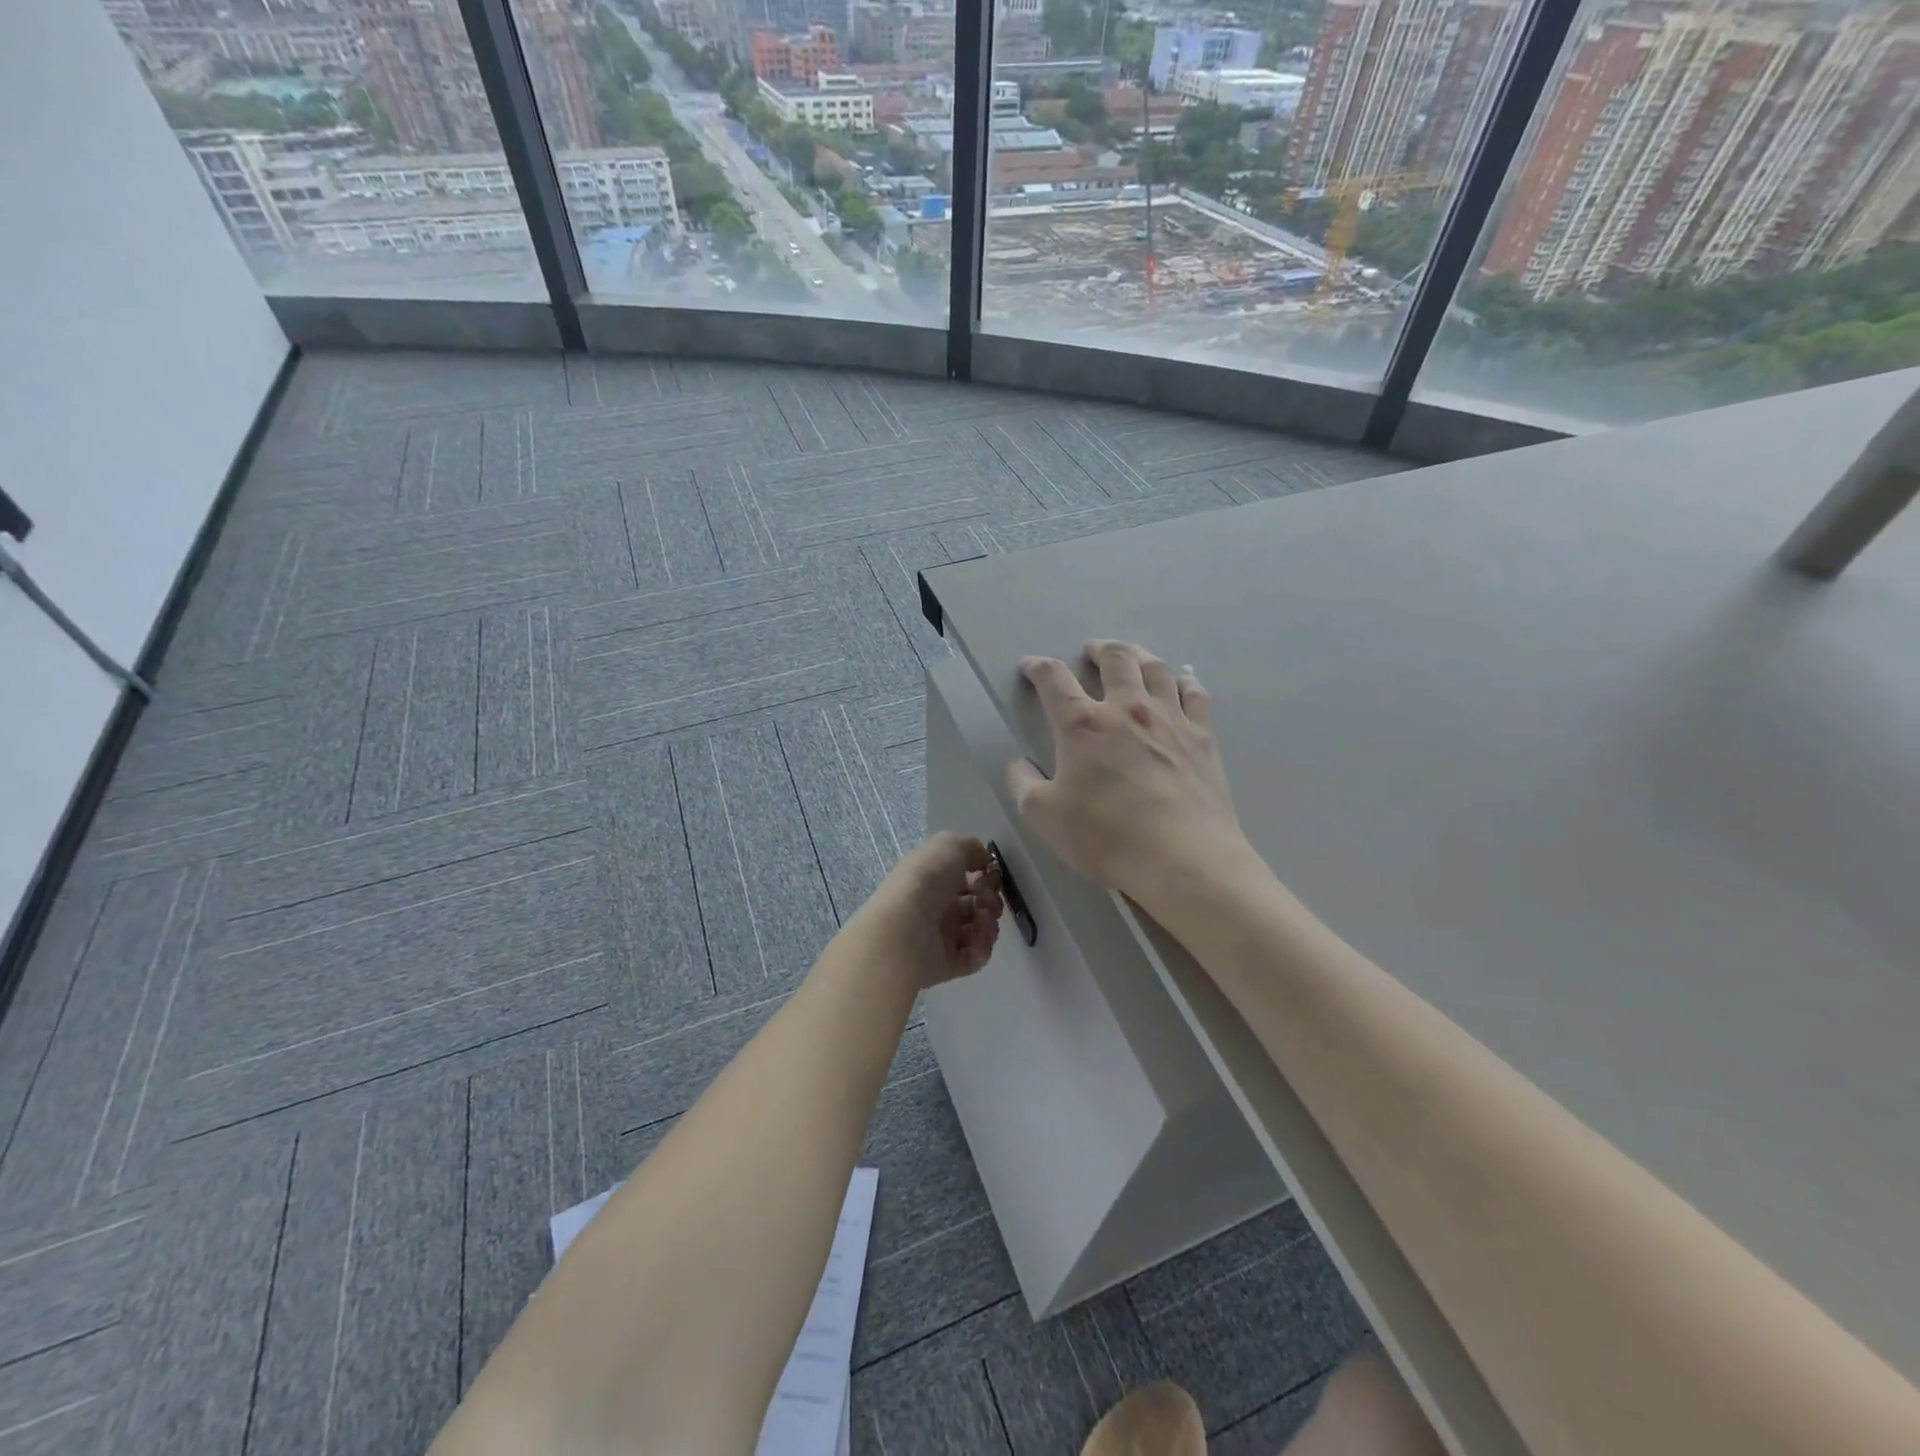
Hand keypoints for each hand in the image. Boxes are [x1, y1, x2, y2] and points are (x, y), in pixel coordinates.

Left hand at [857, 832, 1004, 987]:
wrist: (904, 930)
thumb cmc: (926, 881)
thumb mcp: (948, 845)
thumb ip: (970, 847)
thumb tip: (983, 859)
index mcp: (933, 878)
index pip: (966, 877)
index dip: (984, 876)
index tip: (991, 876)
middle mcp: (936, 906)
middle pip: (976, 904)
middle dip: (990, 901)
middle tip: (986, 903)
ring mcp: (940, 937)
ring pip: (978, 930)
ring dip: (988, 925)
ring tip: (981, 923)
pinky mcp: (946, 964)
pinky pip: (973, 957)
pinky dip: (981, 949)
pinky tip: (976, 943)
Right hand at [1006, 642, 1251, 905]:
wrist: (1182, 858)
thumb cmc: (1106, 837)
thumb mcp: (1044, 817)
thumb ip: (1023, 784)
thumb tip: (1017, 763)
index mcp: (1083, 725)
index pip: (1054, 680)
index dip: (1038, 668)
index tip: (1030, 666)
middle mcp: (1127, 709)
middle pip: (1115, 659)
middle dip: (1098, 650)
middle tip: (1090, 651)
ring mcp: (1170, 719)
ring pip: (1156, 668)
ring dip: (1139, 655)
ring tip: (1132, 655)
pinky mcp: (1202, 737)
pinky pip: (1195, 694)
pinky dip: (1184, 680)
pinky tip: (1181, 680)